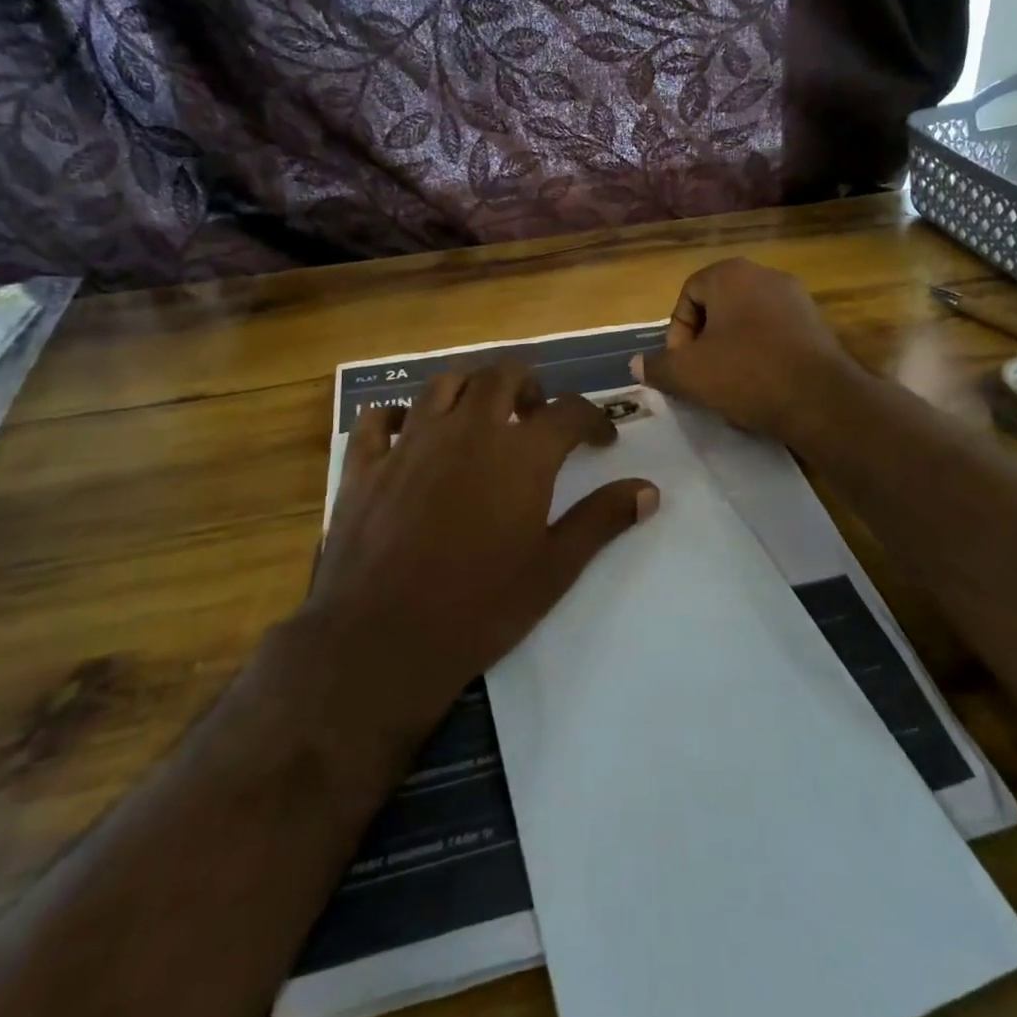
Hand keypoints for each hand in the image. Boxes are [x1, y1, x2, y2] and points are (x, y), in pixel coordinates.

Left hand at [303, 360, 657, 735]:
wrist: (382, 640)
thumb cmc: (479, 608)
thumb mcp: (554, 568)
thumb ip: (601, 520)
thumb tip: (649, 490)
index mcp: (519, 453)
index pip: (569, 411)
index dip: (593, 419)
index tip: (601, 440)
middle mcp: (467, 430)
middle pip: (502, 375)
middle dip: (528, 385)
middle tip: (536, 414)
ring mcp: (411, 441)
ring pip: (443, 384)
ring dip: (469, 389)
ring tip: (480, 415)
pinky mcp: (366, 464)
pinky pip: (379, 418)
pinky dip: (397, 415)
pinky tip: (407, 432)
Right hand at [633, 258, 855, 440]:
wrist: (821, 399)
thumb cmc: (746, 373)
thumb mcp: (689, 373)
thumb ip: (658, 366)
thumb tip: (636, 365)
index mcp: (731, 274)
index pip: (688, 293)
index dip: (677, 331)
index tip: (681, 364)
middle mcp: (765, 275)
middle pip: (718, 306)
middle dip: (704, 341)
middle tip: (701, 374)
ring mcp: (797, 298)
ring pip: (746, 322)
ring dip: (731, 350)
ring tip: (728, 385)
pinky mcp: (817, 325)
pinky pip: (774, 335)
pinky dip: (760, 356)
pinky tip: (760, 386)